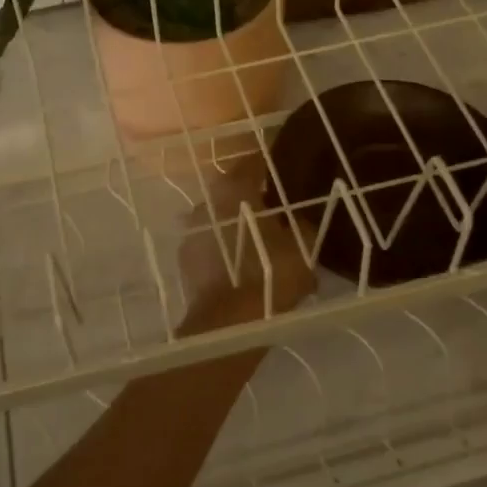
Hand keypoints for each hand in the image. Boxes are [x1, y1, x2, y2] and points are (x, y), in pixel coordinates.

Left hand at [176, 154, 316, 332]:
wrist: (228, 323)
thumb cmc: (270, 274)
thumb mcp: (301, 247)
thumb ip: (301, 226)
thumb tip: (298, 220)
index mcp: (234, 189)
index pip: (251, 163)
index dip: (268, 165)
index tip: (283, 168)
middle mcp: (206, 203)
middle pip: (231, 193)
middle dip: (251, 201)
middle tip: (275, 212)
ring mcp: (191, 233)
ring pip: (219, 222)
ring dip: (236, 228)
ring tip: (258, 245)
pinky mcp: (185, 262)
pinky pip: (211, 247)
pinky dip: (225, 252)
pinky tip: (242, 267)